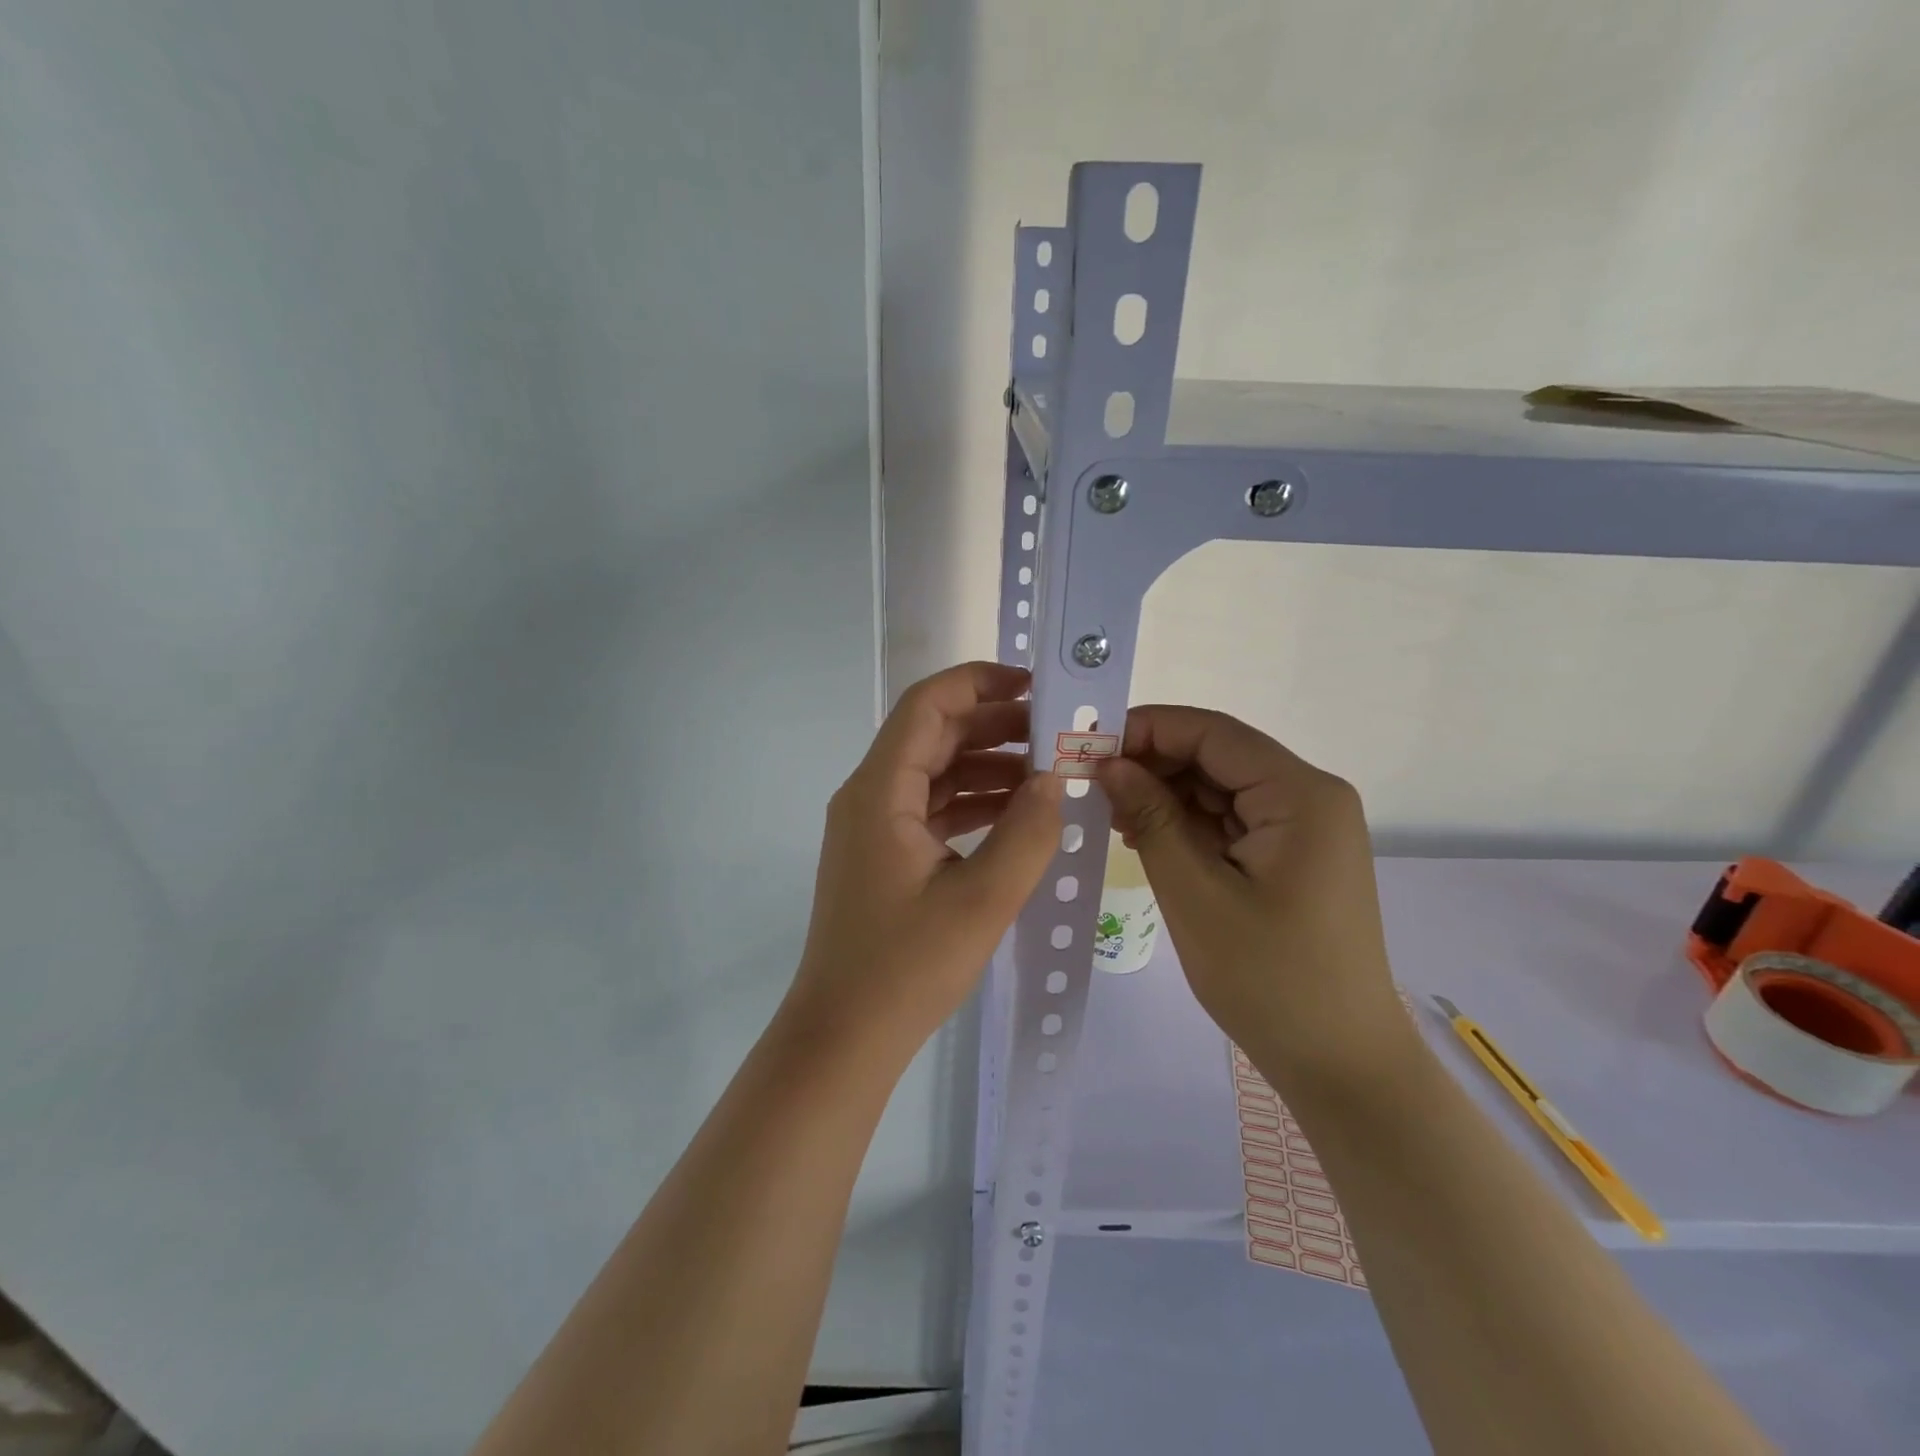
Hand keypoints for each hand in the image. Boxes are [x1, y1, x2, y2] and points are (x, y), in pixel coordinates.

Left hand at [784, 662, 1064, 1060]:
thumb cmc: (907, 968)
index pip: (927, 706)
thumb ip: (1027, 832)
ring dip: (988, 767)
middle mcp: (869, 797)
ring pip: (934, 773)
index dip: (979, 683)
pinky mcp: (883, 856)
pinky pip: (931, 810)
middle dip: (994, 727)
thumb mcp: (982, 900)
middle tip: (1056, 733)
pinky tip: (1017, 815)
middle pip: (933, 736)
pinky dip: (972, 804)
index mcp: (879, 791)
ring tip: (1049, 774)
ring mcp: (873, 828)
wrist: (843, 1038)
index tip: (1034, 686)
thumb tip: (1054, 780)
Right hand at [1097, 706, 1410, 1092]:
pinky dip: (1188, 824)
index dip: (1149, 729)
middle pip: (1219, 757)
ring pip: (1222, 788)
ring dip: (1167, 795)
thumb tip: (1109, 763)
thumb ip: (1152, 817)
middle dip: (1154, 764)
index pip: (1214, 734)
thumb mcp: (1195, 894)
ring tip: (1111, 814)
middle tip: (1091, 784)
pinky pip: (1232, 820)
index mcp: (1301, 795)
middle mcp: (1311, 798)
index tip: (1090, 746)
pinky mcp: (1294, 856)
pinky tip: (1146, 837)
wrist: (1340, 1063)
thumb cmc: (1268, 979)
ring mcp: (1306, 828)